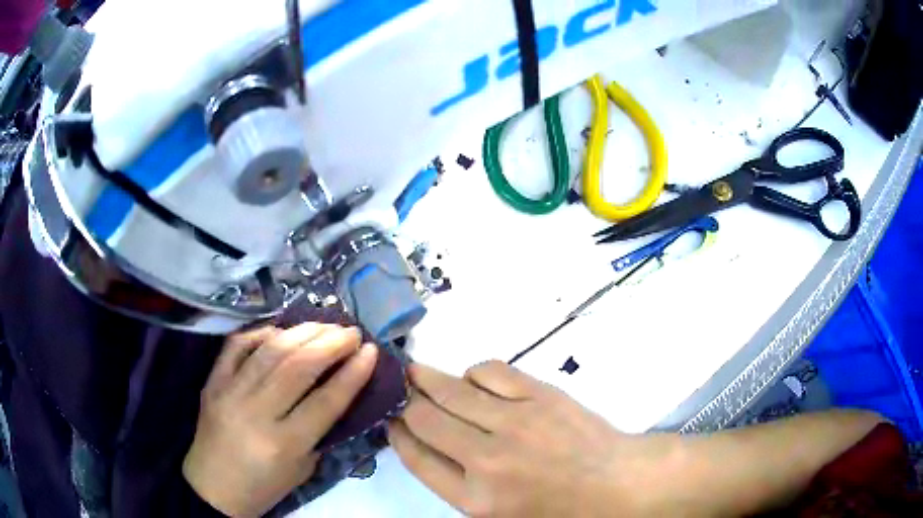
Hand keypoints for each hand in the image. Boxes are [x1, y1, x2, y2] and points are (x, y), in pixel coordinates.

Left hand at [183, 324, 377, 517]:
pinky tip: (280, 330)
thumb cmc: (264, 486)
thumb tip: (336, 389)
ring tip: (325, 325)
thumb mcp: (303, 468)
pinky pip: (236, 346)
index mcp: (284, 443)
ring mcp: (230, 392)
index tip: (371, 351)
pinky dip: (260, 333)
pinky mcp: (212, 382)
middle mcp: (256, 413)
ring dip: (302, 333)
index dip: (353, 373)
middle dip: (331, 344)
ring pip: (270, 351)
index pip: (326, 401)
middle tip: (351, 332)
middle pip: (298, 367)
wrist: (214, 487)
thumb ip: (319, 430)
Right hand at [388, 361, 678, 516]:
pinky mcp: (541, 395)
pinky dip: (472, 373)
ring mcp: (516, 421)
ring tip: (414, 372)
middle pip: (425, 419)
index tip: (390, 420)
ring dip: (426, 379)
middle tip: (395, 390)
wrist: (620, 485)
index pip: (417, 458)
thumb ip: (459, 487)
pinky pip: (491, 372)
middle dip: (404, 402)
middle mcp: (488, 459)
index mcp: (476, 499)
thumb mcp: (500, 517)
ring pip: (452, 390)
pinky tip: (471, 380)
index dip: (397, 435)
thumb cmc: (560, 510)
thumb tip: (426, 447)